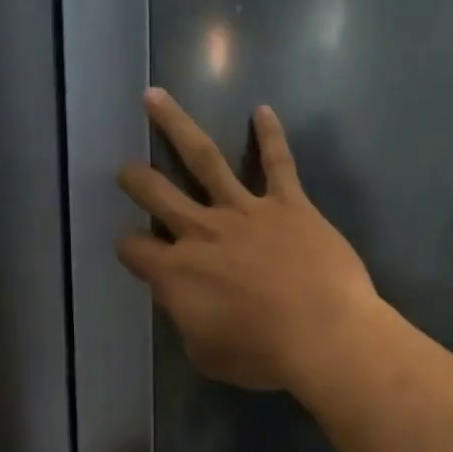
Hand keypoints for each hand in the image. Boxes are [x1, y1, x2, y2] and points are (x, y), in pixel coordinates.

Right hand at [117, 89, 381, 391]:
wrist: (325, 335)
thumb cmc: (264, 355)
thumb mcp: (208, 355)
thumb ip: (190, 323)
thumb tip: (189, 306)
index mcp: (176, 272)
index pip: (135, 249)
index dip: (130, 249)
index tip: (134, 251)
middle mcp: (202, 231)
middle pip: (156, 192)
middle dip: (136, 178)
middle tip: (127, 170)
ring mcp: (246, 210)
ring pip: (203, 157)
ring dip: (175, 124)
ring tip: (155, 97)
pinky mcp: (289, 204)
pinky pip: (277, 162)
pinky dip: (270, 135)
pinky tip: (263, 110)